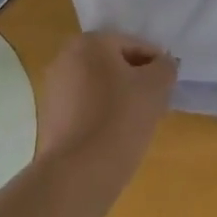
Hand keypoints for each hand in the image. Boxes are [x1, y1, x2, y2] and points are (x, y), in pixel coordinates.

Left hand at [36, 31, 176, 170]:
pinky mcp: (49, 118)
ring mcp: (53, 89)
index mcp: (89, 42)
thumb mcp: (156, 87)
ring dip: (120, 98)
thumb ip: (165, 67)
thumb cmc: (120, 119)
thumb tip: (162, 65)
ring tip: (137, 123)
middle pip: (114, 64)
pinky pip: (85, 107)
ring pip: (99, 86)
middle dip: (136, 80)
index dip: (156, 65)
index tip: (167, 88)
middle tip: (155, 104)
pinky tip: (115, 136)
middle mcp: (65, 58)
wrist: (78, 174)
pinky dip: (102, 114)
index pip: (134, 45)